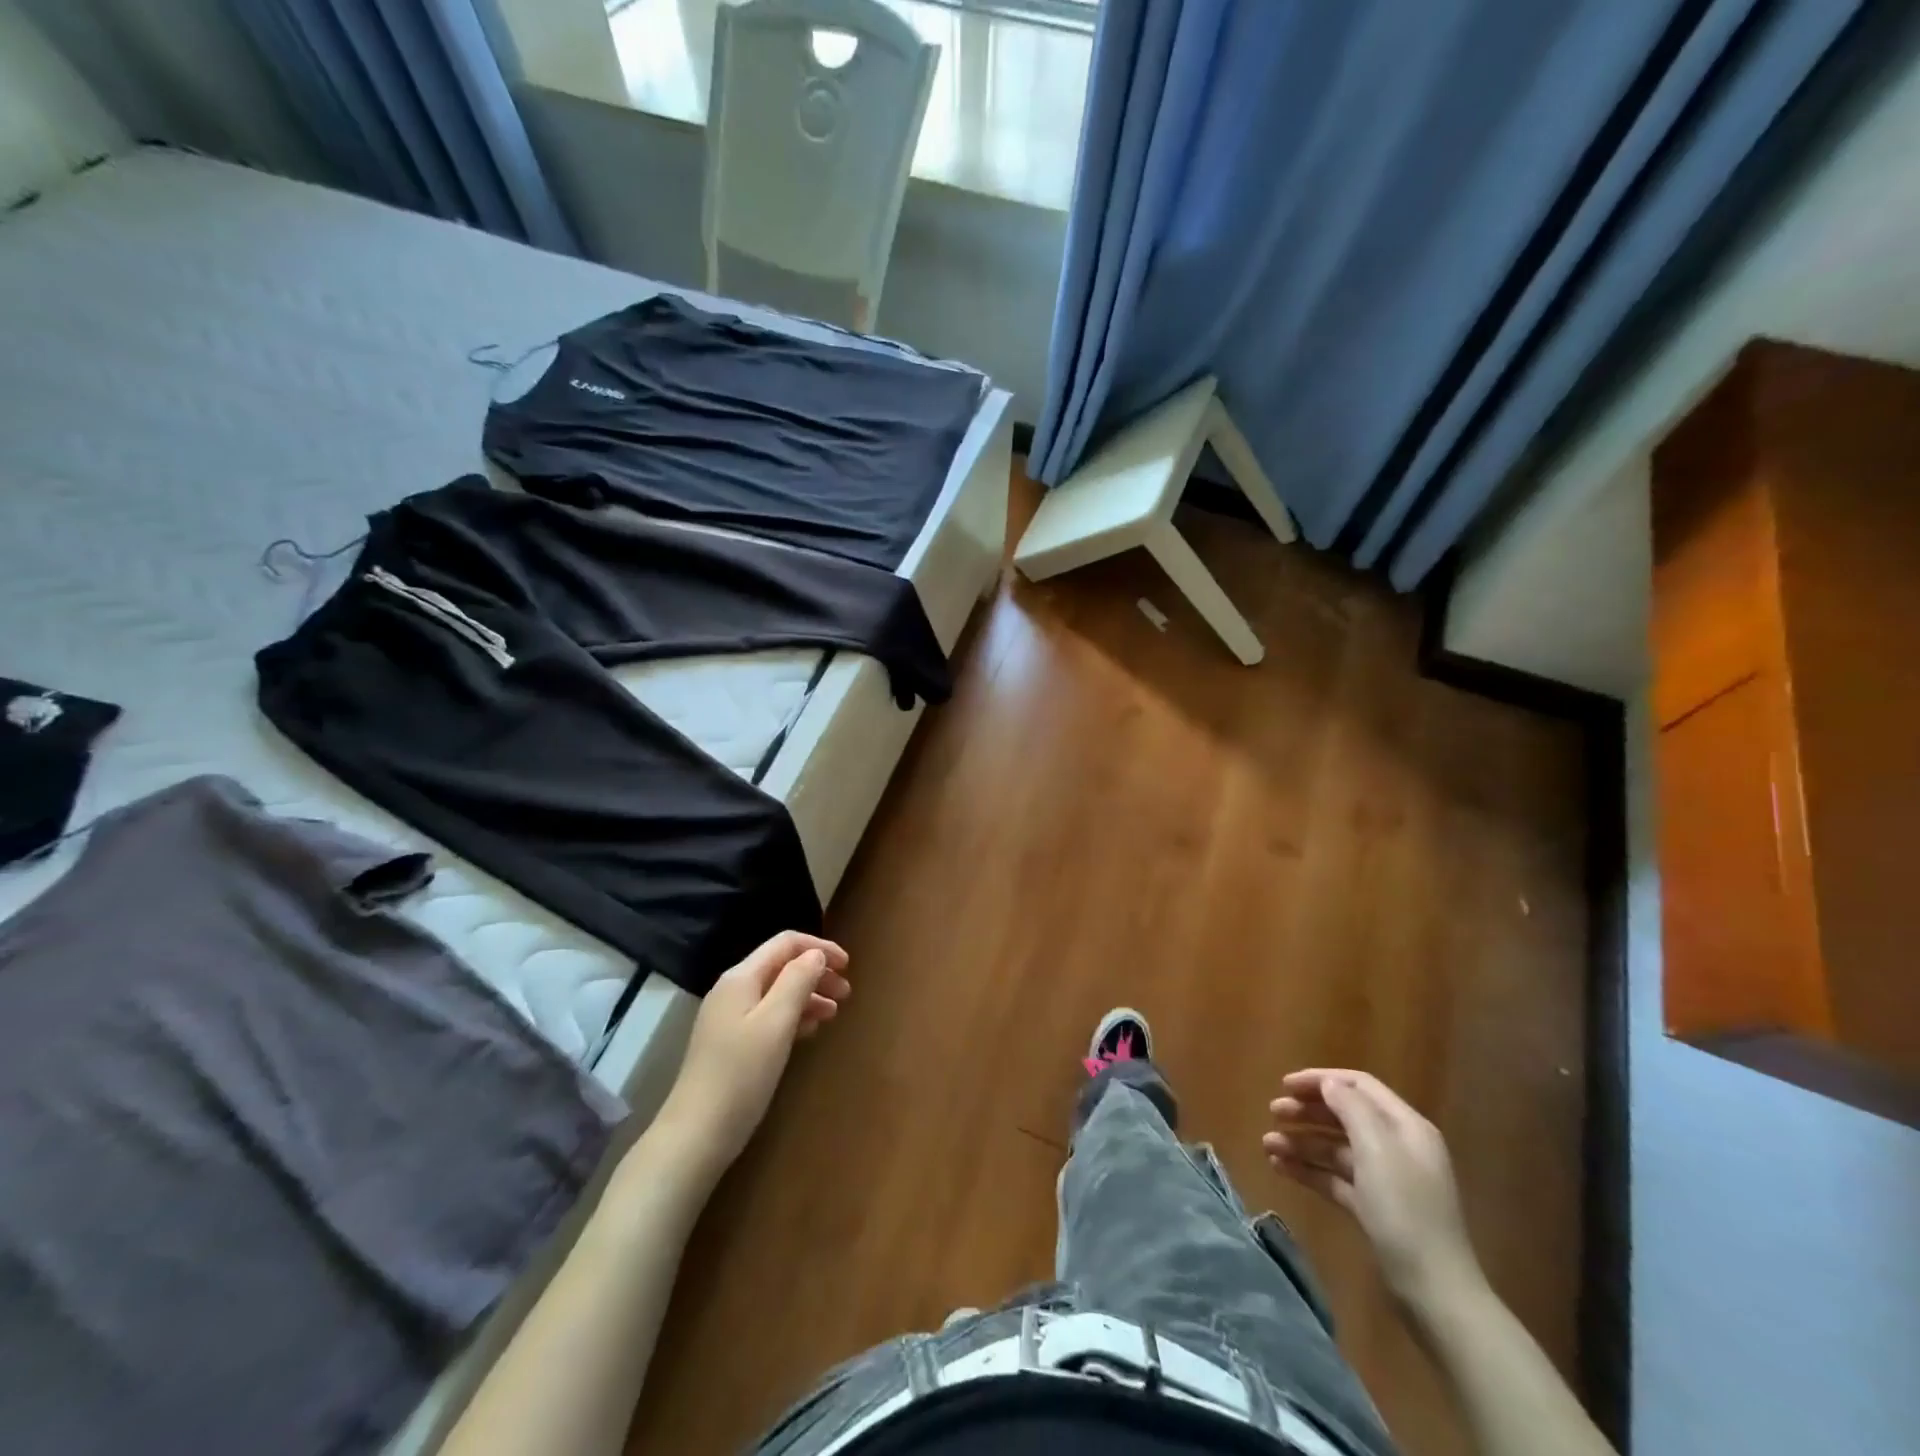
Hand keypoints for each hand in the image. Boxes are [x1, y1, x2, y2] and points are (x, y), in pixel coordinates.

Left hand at [656, 931, 850, 1181]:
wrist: (697, 1134)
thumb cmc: (741, 1074)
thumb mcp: (775, 1023)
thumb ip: (797, 982)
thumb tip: (816, 955)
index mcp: (741, 978)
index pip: (785, 943)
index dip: (819, 947)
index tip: (848, 965)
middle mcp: (733, 990)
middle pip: (781, 966)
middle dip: (816, 973)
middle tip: (847, 994)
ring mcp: (729, 1017)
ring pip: (777, 992)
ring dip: (808, 995)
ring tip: (835, 1013)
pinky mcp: (731, 1043)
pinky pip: (768, 1015)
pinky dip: (794, 1016)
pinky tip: (810, 1031)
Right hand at [1263, 1069, 1481, 1308]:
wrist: (1434, 1292)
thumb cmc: (1405, 1210)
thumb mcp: (1377, 1149)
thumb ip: (1351, 1108)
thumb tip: (1328, 1084)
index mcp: (1406, 1127)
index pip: (1359, 1086)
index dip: (1321, 1080)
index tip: (1284, 1085)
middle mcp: (1397, 1147)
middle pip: (1345, 1115)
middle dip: (1307, 1111)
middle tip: (1273, 1112)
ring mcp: (1385, 1180)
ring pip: (1335, 1148)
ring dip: (1302, 1142)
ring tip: (1267, 1145)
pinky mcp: (1373, 1208)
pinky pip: (1335, 1178)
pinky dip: (1309, 1169)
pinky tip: (1280, 1168)